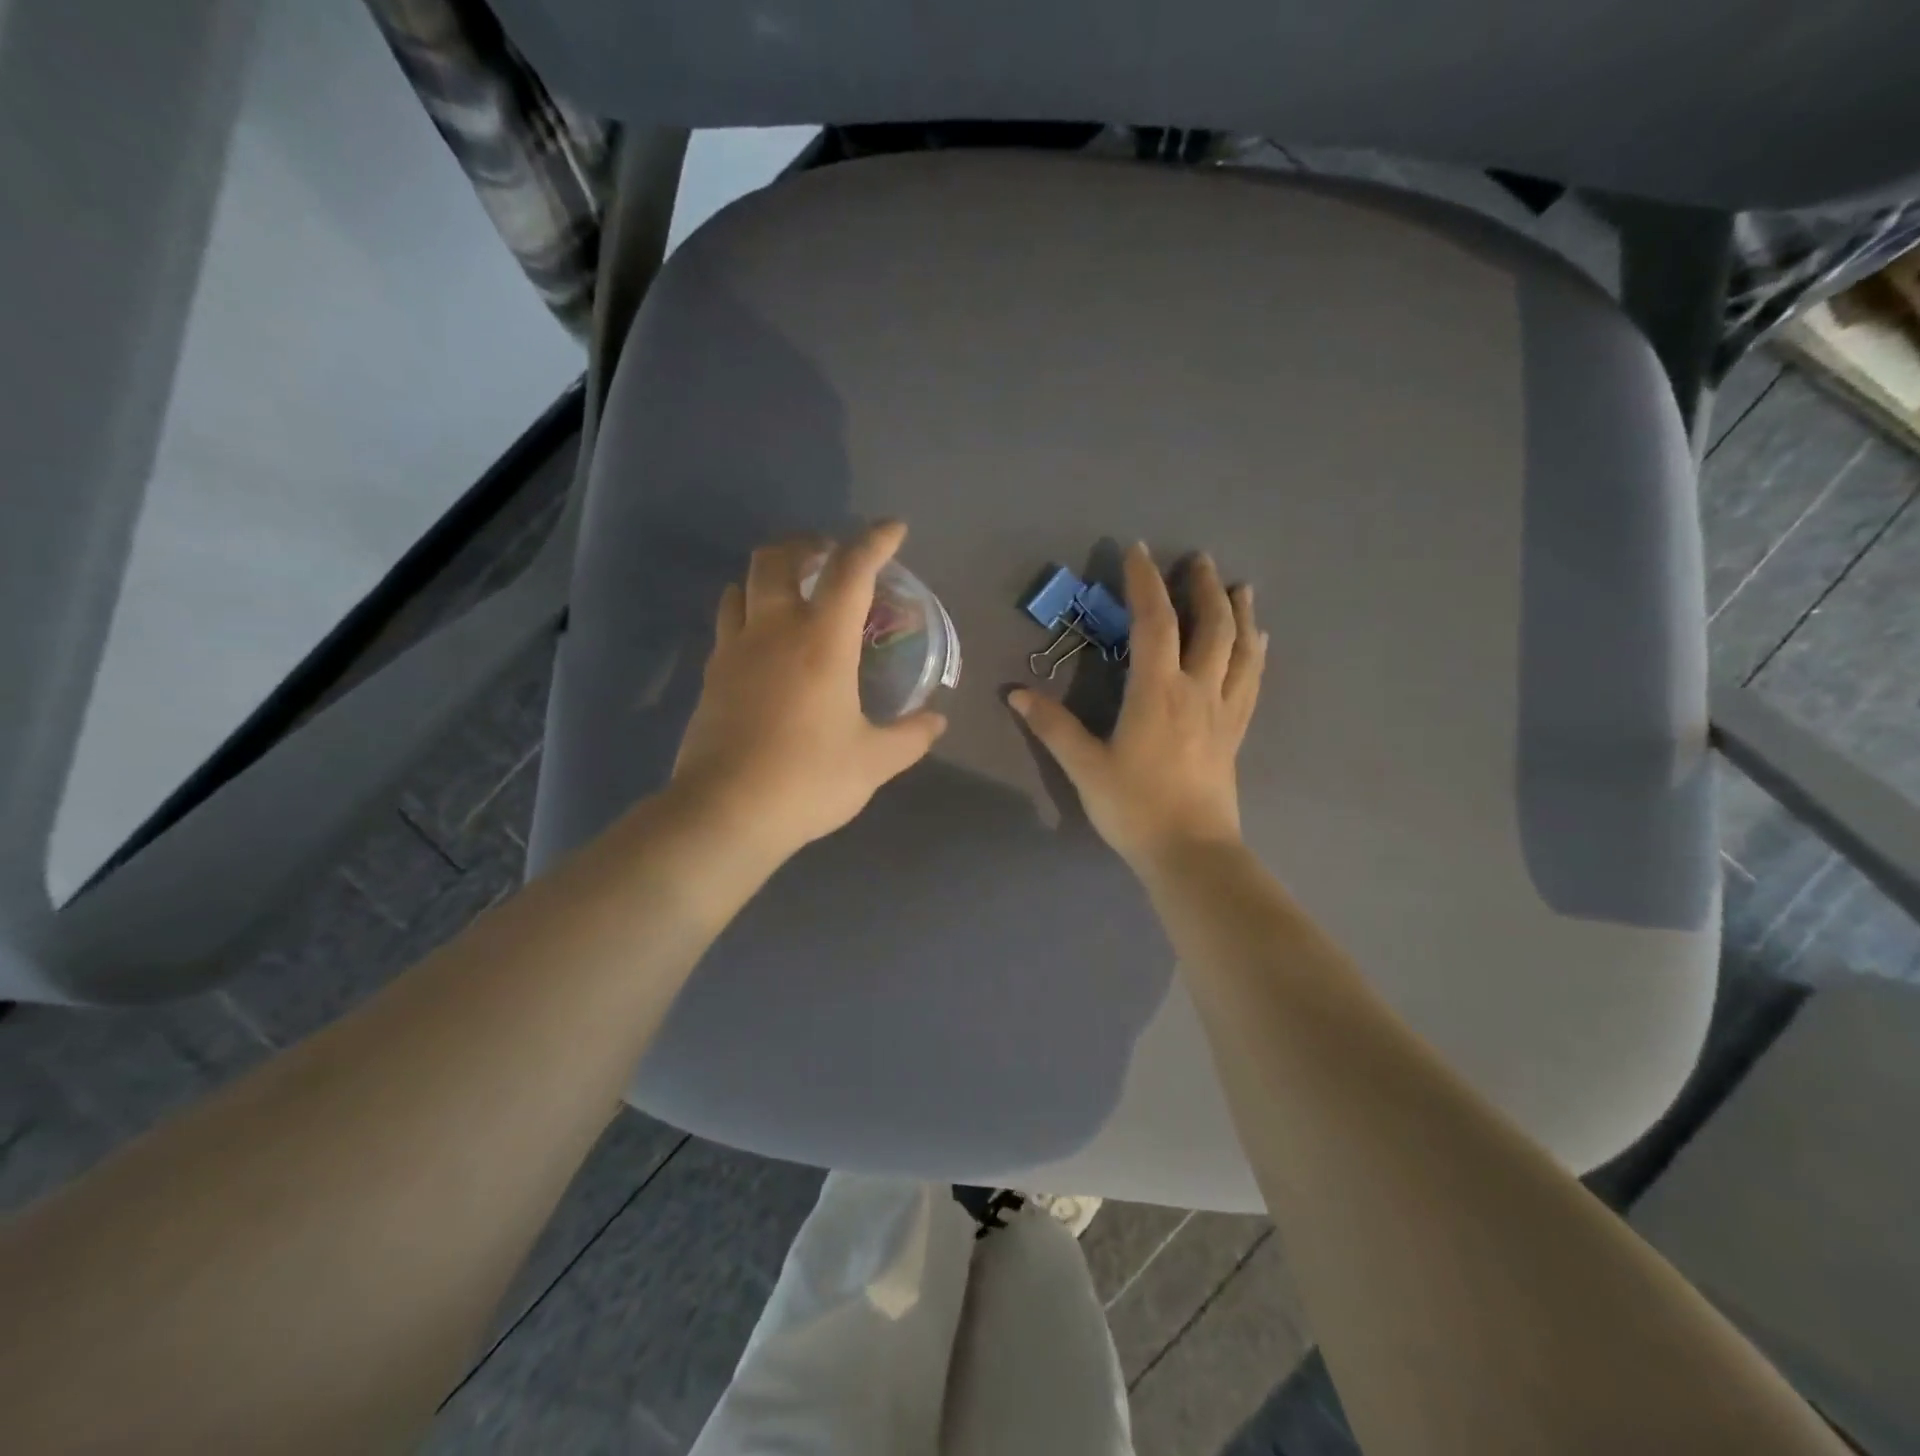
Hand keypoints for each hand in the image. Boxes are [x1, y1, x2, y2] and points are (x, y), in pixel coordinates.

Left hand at [671, 522, 948, 859]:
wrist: (726, 812)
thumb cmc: (809, 779)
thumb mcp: (875, 761)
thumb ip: (911, 736)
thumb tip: (937, 721)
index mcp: (821, 641)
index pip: (851, 570)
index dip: (875, 541)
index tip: (894, 529)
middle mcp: (773, 630)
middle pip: (778, 558)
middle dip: (806, 544)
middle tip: (830, 557)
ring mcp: (734, 650)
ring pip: (742, 585)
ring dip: (770, 575)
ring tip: (794, 593)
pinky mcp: (710, 676)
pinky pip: (727, 622)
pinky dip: (748, 612)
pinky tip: (764, 642)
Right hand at [1010, 543, 1266, 873]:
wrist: (1190, 852)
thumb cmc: (1134, 808)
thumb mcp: (1085, 767)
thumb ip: (1053, 727)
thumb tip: (1015, 694)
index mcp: (1157, 692)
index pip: (1154, 623)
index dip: (1145, 584)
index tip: (1139, 551)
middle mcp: (1196, 691)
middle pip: (1210, 626)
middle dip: (1203, 588)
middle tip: (1198, 559)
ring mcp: (1222, 711)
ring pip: (1239, 649)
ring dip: (1239, 613)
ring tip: (1240, 587)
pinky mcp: (1234, 732)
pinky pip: (1251, 682)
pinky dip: (1255, 654)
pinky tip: (1258, 642)